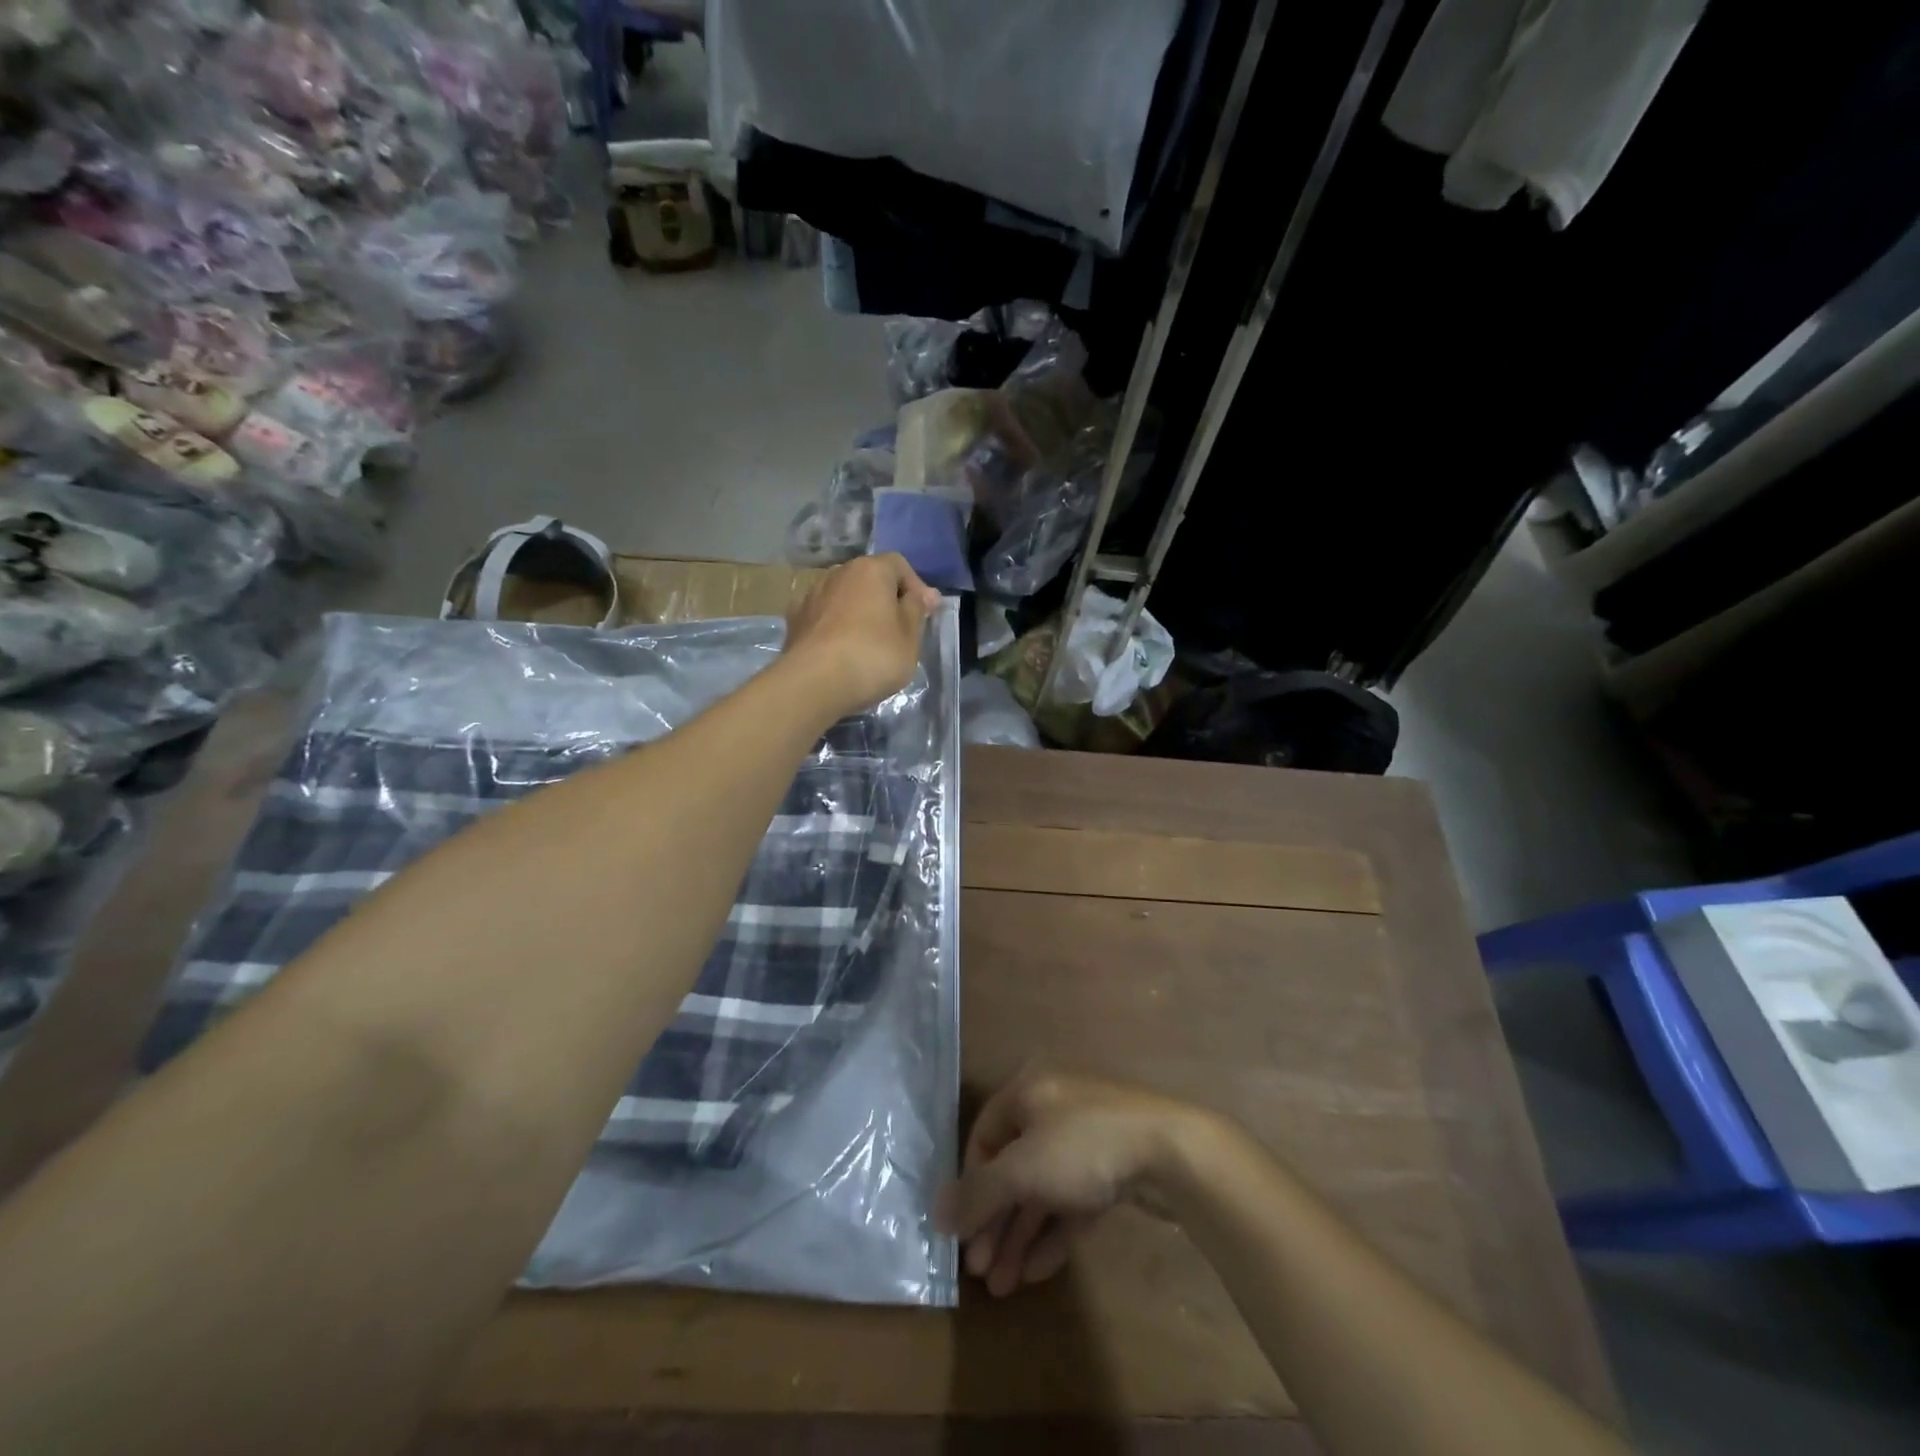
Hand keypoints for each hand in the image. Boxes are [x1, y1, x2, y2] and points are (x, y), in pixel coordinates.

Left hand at [782, 554, 940, 720]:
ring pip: (843, 596)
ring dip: (857, 611)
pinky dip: (834, 626)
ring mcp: (811, 594)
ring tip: (867, 641)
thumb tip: (921, 595)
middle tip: (898, 628)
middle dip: (884, 598)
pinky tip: (839, 648)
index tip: (925, 613)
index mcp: (871, 569)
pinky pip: (823, 616)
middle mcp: (838, 572)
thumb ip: (916, 610)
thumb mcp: (909, 637)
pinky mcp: (794, 620)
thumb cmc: (873, 656)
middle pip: (868, 578)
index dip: (915, 587)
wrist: (813, 683)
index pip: (899, 565)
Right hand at [936, 1069, 1223, 1297]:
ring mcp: (1084, 1139)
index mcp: (1027, 1091)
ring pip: (1041, 1189)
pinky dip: (1053, 1232)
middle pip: (1012, 1168)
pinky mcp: (1110, 1167)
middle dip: (995, 1222)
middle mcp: (1052, 1108)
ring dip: (1020, 1235)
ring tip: (1003, 1285)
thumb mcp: (1022, 1169)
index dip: (970, 1184)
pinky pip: (1070, 1200)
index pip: (984, 1136)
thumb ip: (978, 1193)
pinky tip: (1036, 1272)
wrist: (1170, 1151)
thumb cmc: (1083, 1146)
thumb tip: (936, 1212)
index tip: (961, 1232)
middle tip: (980, 1271)